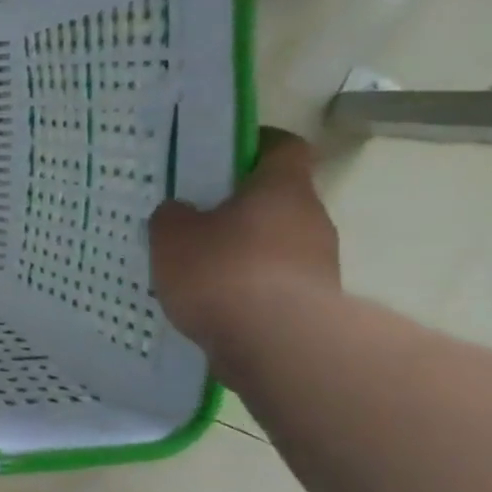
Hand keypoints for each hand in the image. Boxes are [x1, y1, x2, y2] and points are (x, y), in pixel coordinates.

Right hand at [148, 128, 339, 348]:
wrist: (278, 345)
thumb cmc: (222, 271)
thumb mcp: (172, 236)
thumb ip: (173, 216)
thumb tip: (180, 211)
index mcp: (281, 188)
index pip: (282, 147)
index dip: (254, 145)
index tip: (221, 156)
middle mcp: (311, 218)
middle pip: (276, 199)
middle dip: (237, 206)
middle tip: (193, 217)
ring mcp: (319, 262)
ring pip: (275, 242)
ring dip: (242, 249)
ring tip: (196, 266)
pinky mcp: (314, 302)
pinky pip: (275, 281)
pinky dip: (247, 285)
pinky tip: (213, 300)